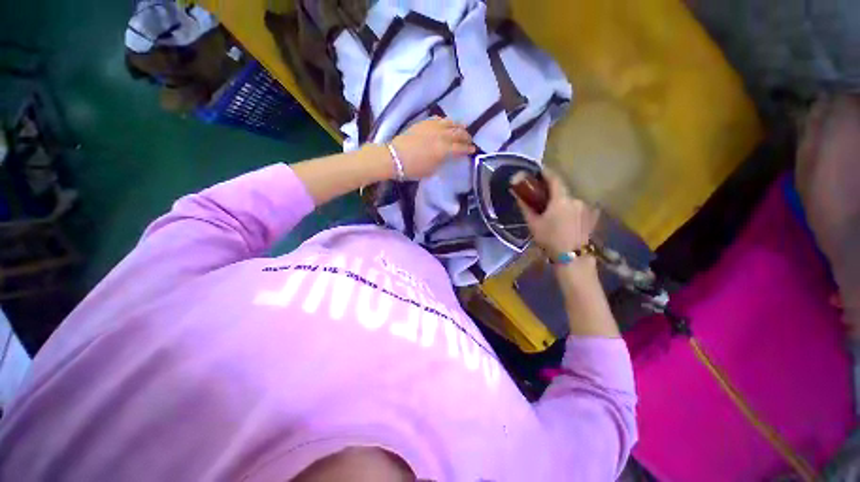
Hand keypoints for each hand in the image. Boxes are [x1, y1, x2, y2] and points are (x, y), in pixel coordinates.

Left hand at [390, 118, 474, 178]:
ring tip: (462, 127)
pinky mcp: (423, 123)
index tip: (473, 150)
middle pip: (457, 133)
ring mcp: (432, 127)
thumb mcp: (431, 170)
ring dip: (458, 125)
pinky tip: (446, 123)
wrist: (393, 157)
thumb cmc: (412, 169)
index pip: (460, 148)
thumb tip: (447, 156)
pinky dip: (445, 121)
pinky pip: (438, 119)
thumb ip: (442, 162)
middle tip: (469, 139)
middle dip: (466, 136)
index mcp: (443, 150)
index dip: (468, 149)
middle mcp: (440, 136)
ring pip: (449, 122)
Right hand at [514, 169, 598, 256]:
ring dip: (561, 201)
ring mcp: (586, 207)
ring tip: (553, 211)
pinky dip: (570, 208)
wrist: (572, 258)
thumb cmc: (549, 240)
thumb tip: (517, 195)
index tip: (539, 170)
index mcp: (561, 200)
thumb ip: (525, 207)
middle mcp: (576, 199)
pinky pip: (578, 207)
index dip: (546, 173)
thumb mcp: (533, 224)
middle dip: (552, 191)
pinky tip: (565, 218)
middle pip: (563, 190)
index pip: (554, 179)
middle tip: (542, 196)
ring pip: (570, 199)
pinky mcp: (592, 216)